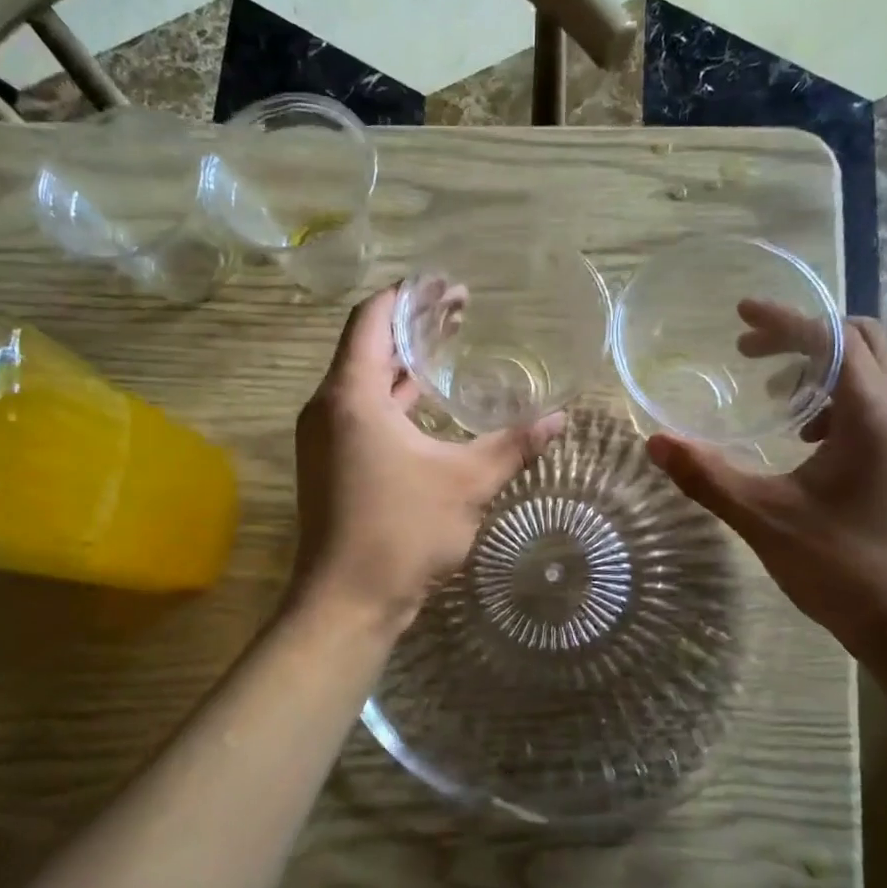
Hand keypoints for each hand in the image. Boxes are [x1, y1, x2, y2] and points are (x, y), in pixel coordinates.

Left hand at [291, 286, 564, 631]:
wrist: (347, 602)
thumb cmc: (402, 531)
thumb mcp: (467, 482)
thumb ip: (513, 444)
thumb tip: (560, 419)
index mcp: (351, 395)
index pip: (373, 318)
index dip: (410, 295)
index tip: (448, 285)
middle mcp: (329, 408)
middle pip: (369, 347)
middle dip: (414, 326)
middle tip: (462, 309)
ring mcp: (326, 439)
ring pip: (366, 384)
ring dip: (405, 365)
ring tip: (450, 346)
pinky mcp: (332, 466)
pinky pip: (364, 414)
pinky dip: (396, 401)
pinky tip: (430, 406)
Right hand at [647, 305, 886, 660]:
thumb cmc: (842, 567)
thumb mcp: (763, 518)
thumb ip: (707, 476)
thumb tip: (655, 442)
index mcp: (871, 415)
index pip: (831, 339)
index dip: (784, 320)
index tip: (741, 314)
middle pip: (864, 338)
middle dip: (806, 334)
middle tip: (753, 353)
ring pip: (874, 370)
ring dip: (824, 366)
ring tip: (774, 398)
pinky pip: (877, 402)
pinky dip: (838, 398)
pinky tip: (804, 440)